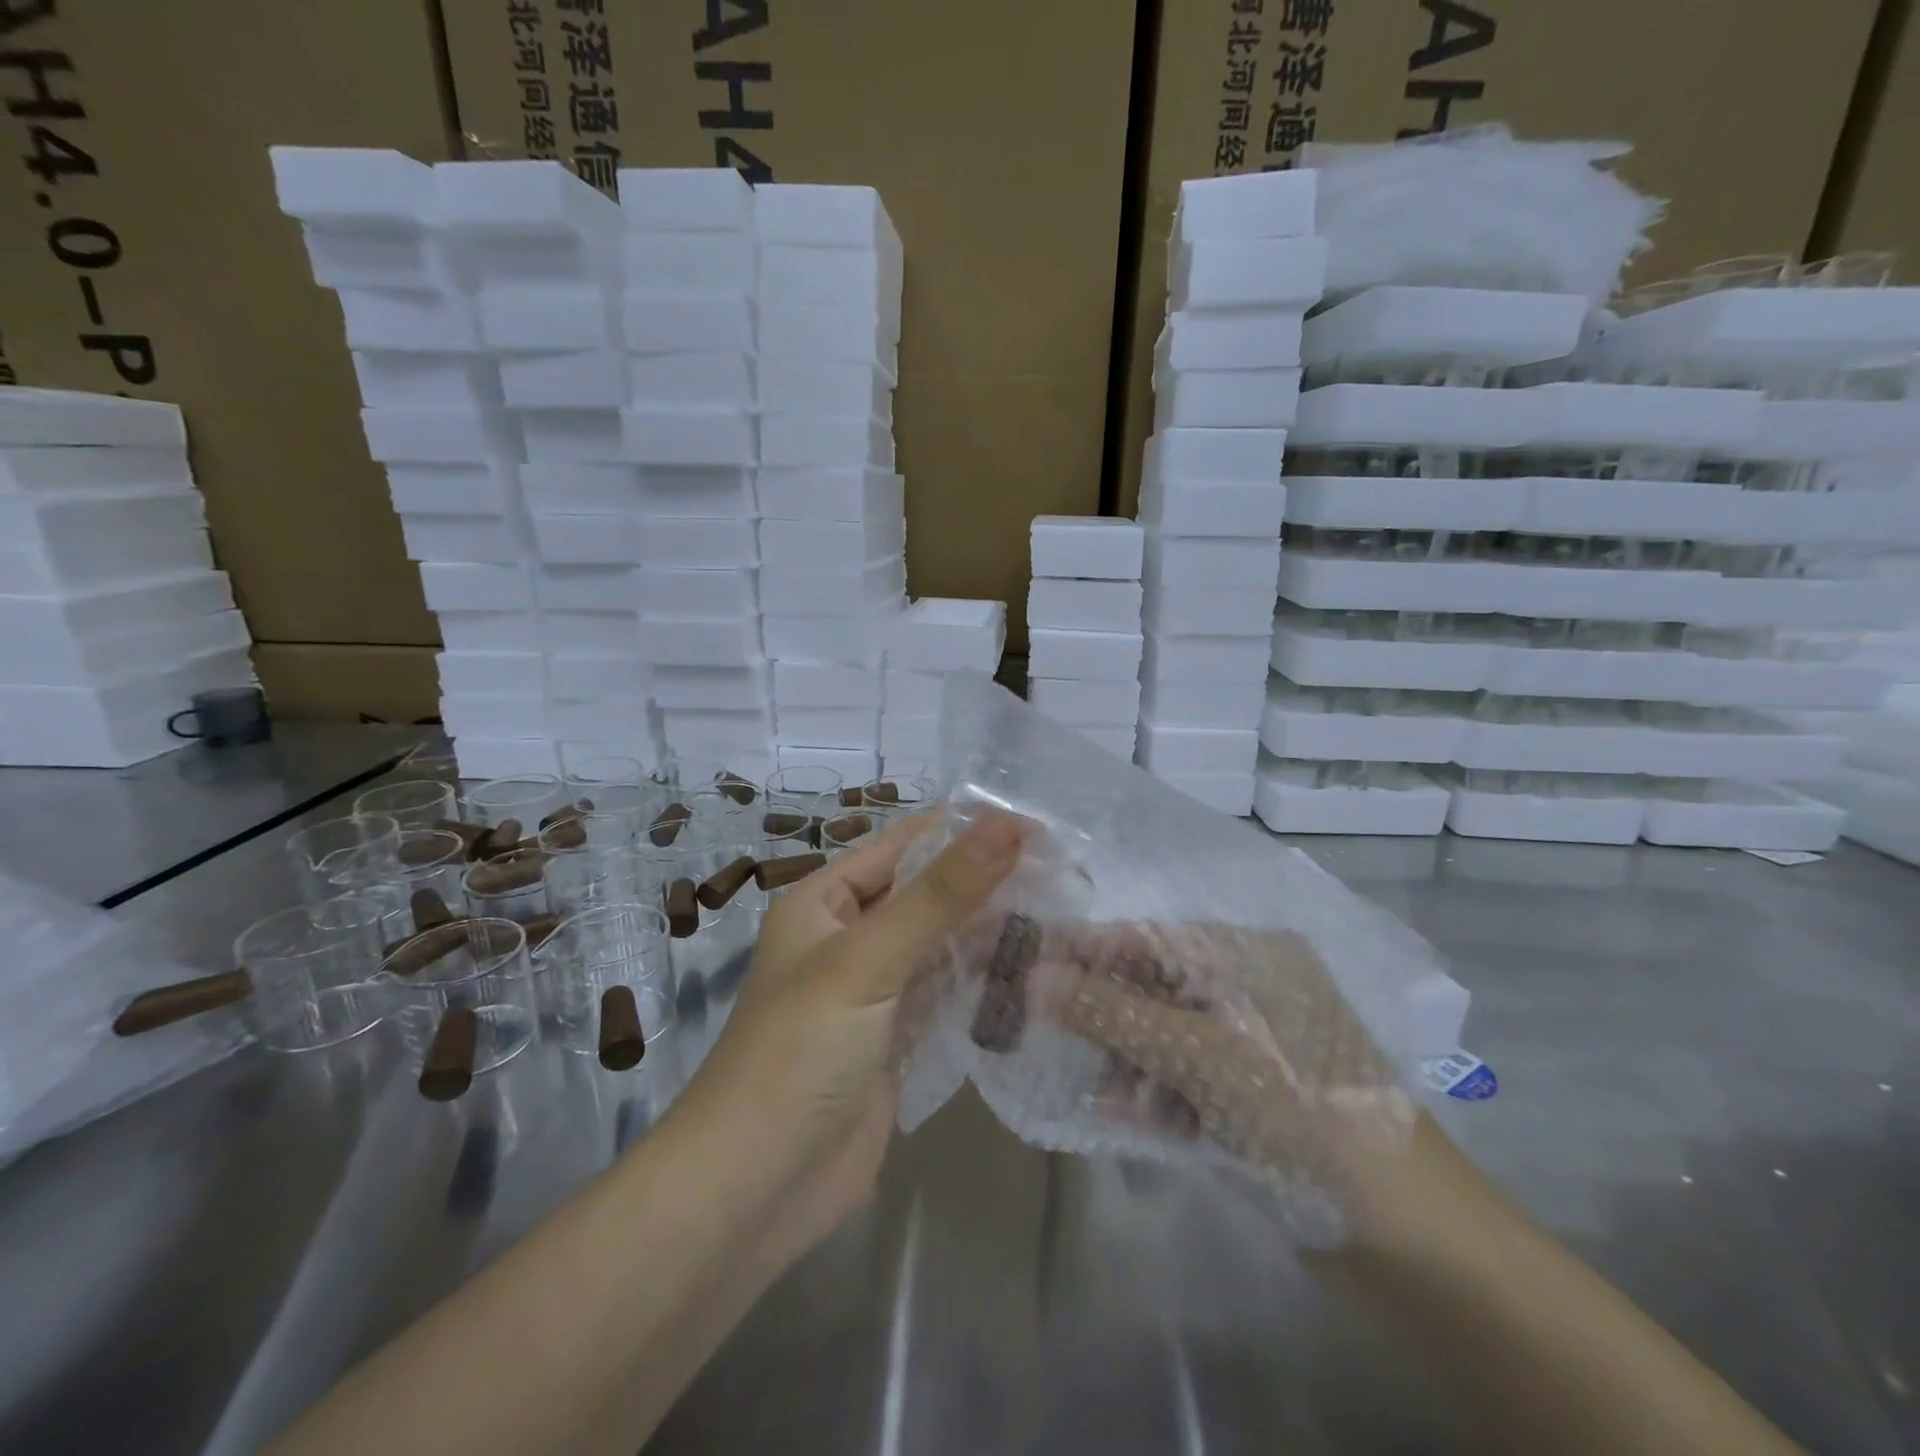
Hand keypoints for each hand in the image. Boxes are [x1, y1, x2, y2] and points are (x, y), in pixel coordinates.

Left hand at [673, 809, 1025, 1260]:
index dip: (968, 830)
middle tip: (1067, 870)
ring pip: (943, 944)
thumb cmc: (800, 1052)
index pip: (906, 844)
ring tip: (1065, 911)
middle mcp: (850, 937)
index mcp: (826, 901)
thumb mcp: (868, 960)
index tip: (1041, 824)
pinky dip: (984, 980)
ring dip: (992, 930)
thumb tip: (1008, 825)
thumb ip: (941, 894)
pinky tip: (1034, 968)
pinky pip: (948, 993)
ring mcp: (876, 991)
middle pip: (928, 893)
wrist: (756, 1190)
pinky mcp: (898, 1039)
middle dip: (988, 881)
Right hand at [1028, 920, 1417, 1228]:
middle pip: (1148, 987)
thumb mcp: (1195, 1053)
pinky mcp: (1252, 1094)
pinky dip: (1157, 1095)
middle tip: (1043, 1031)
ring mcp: (1251, 1044)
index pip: (1143, 938)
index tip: (1021, 960)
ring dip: (1128, 1062)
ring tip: (1110, 1098)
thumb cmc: (1297, 1110)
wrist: (1408, 1233)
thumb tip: (1028, 975)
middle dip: (1102, 1015)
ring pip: (1162, 1037)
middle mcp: (1247, 989)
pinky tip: (1134, 1118)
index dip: (1081, 950)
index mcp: (1245, 956)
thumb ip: (1108, 1012)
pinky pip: (1184, 1078)